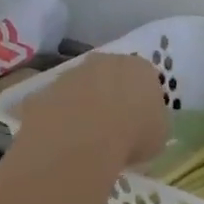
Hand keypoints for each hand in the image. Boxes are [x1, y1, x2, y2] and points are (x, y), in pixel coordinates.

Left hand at [18, 53, 169, 168]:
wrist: (83, 138)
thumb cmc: (134, 135)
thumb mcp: (159, 136)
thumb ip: (153, 124)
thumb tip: (145, 128)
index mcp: (141, 69)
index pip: (146, 79)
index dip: (143, 101)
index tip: (140, 122)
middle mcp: (106, 61)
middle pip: (111, 77)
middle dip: (112, 97)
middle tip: (114, 128)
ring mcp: (71, 74)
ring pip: (81, 88)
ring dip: (84, 106)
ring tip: (87, 139)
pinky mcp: (44, 91)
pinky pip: (57, 105)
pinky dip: (61, 119)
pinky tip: (65, 141)